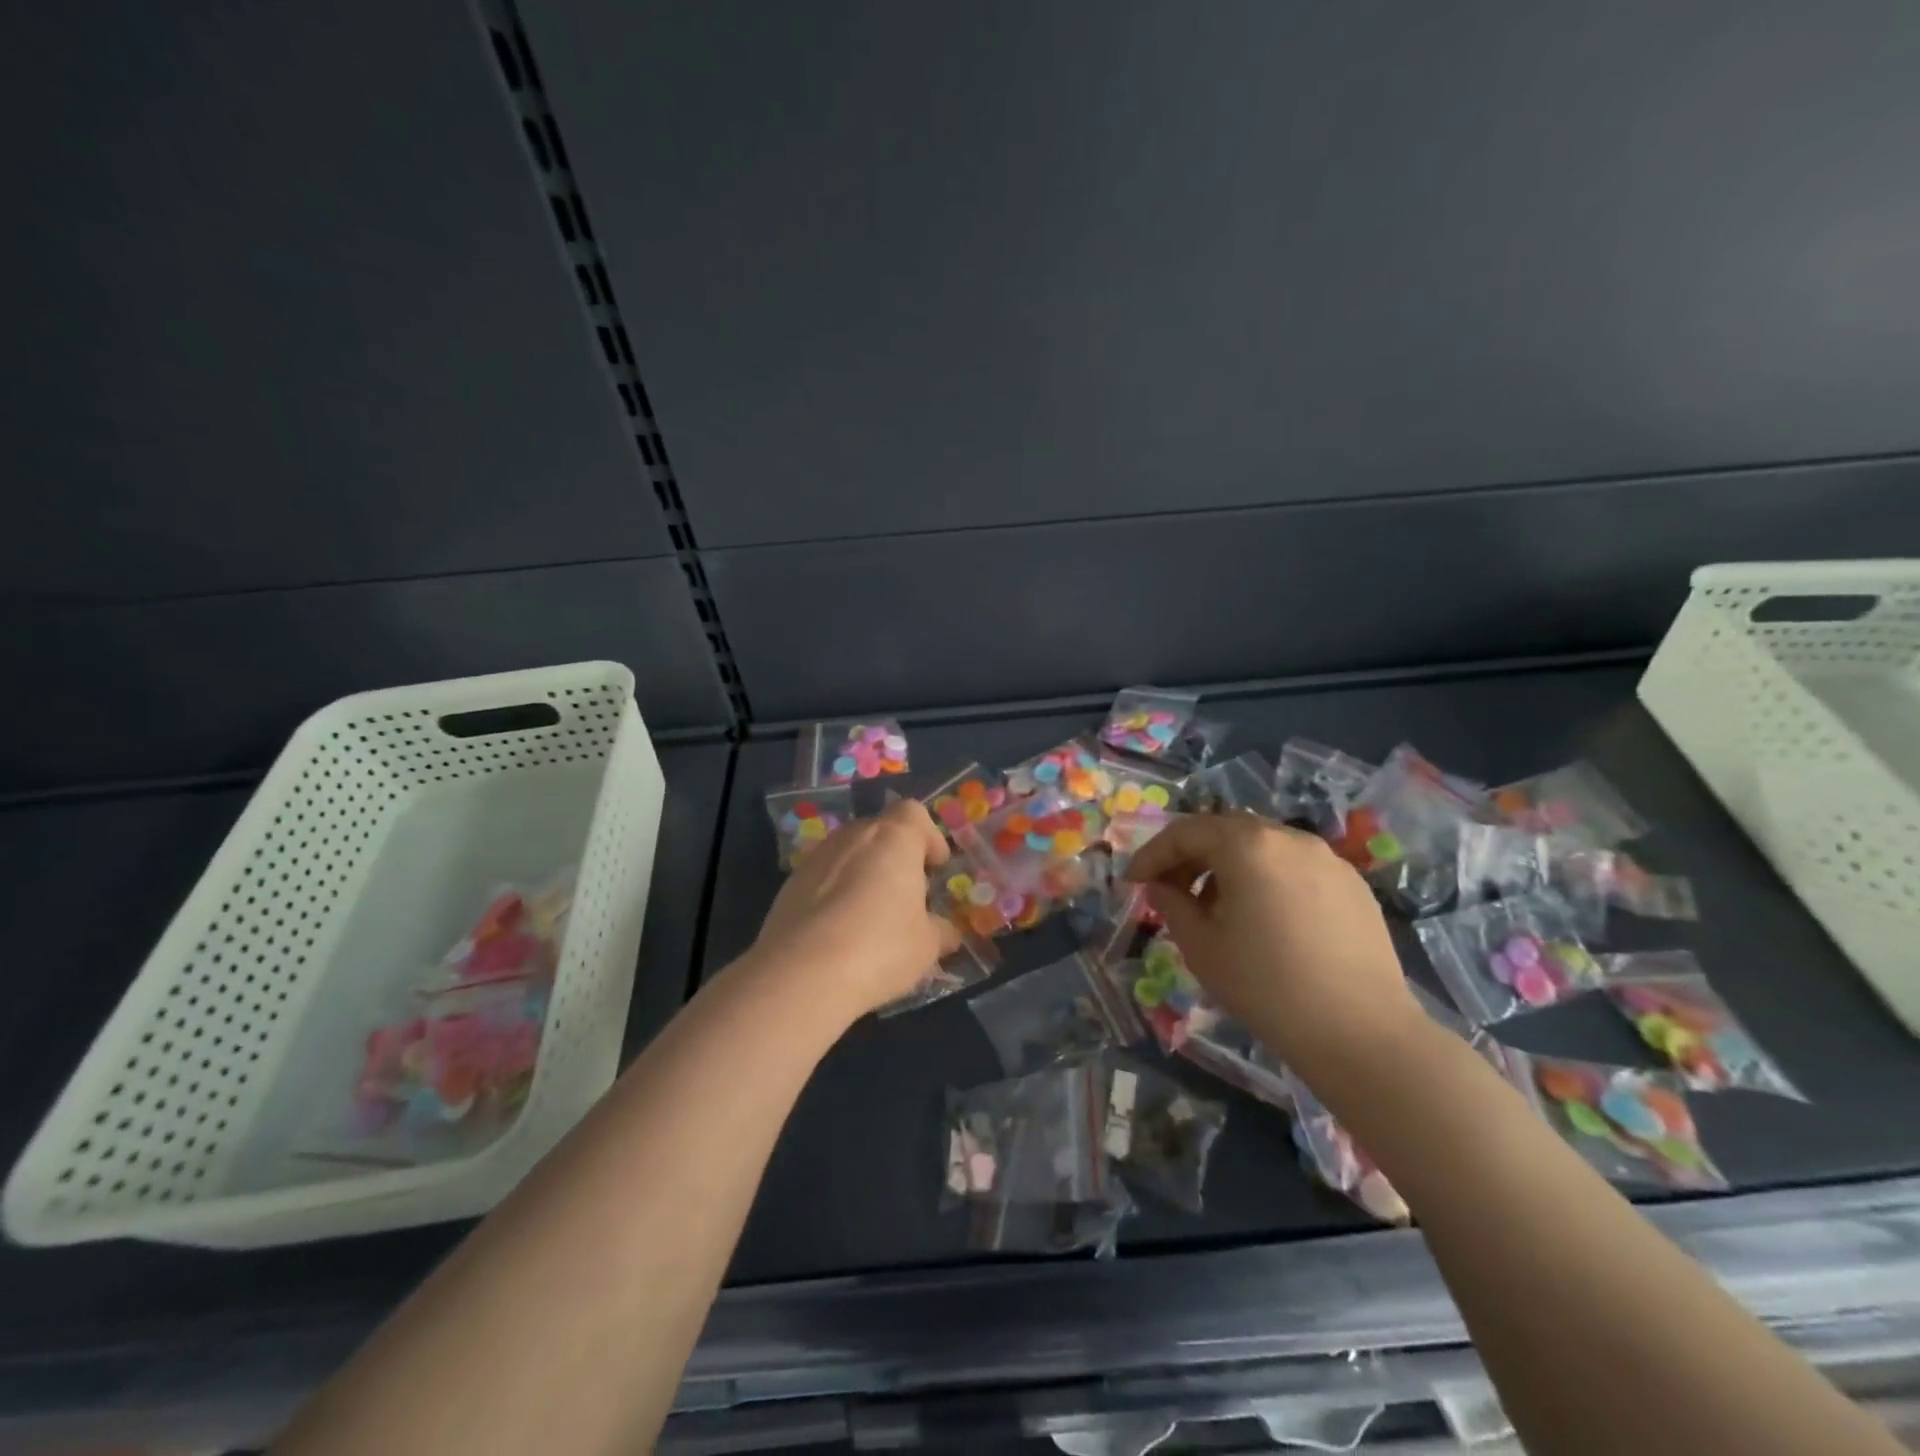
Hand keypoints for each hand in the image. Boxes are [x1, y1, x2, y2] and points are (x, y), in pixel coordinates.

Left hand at [750, 798, 961, 1019]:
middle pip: (879, 831)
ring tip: (872, 914)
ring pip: (848, 853)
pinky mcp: (789, 884)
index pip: (913, 813)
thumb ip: (939, 931)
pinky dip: (835, 893)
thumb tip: (946, 933)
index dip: (928, 836)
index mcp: (893, 838)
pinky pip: (822, 877)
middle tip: (906, 893)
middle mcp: (853, 836)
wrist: (802, 974)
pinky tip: (839, 929)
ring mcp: (816, 857)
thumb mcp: (926, 945)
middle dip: (895, 856)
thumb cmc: (881, 947)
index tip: (935, 865)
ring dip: (863, 873)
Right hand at [1125, 814, 1417, 1065]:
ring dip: (1229, 866)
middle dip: (1191, 856)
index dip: (1153, 854)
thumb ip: (1171, 904)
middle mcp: (1289, 838)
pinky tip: (1264, 919)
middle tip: (1169, 888)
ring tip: (1216, 907)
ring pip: (1262, 847)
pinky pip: (1295, 868)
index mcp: (1247, 844)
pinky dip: (1266, 879)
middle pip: (1225, 831)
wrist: (1360, 1032)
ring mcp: (1327, 859)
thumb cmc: (1265, 985)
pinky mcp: (1353, 886)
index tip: (1133, 881)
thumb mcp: (1200, 945)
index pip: (1186, 832)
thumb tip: (1161, 886)